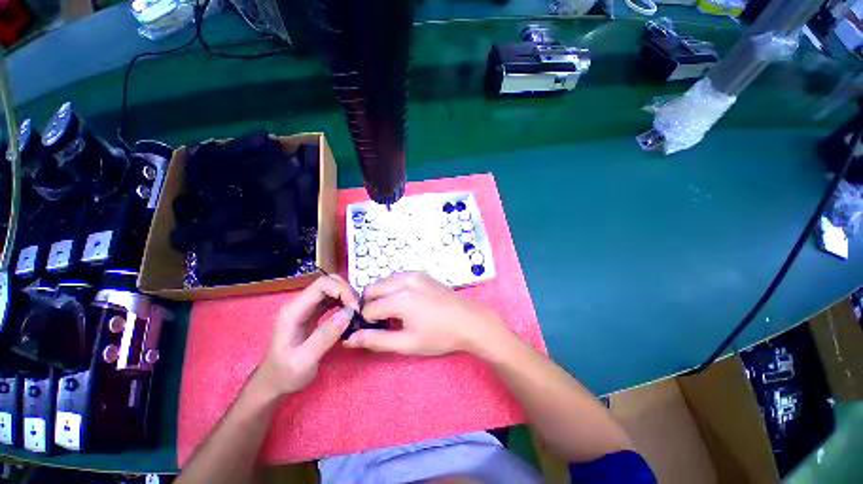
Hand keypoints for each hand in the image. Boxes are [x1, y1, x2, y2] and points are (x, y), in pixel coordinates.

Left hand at [253, 275, 360, 399]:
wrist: (273, 383)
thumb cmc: (285, 374)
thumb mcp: (304, 360)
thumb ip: (325, 336)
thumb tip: (349, 312)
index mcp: (294, 310)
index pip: (322, 284)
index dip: (342, 290)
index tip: (355, 309)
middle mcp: (300, 303)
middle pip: (329, 281)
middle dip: (347, 291)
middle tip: (358, 309)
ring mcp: (307, 307)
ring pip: (332, 288)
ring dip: (348, 296)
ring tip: (357, 312)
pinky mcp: (314, 313)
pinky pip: (333, 298)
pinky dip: (345, 302)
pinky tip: (350, 314)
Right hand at [344, 272, 503, 355]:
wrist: (470, 321)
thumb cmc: (440, 336)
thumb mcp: (407, 343)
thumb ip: (377, 340)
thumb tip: (349, 339)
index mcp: (400, 298)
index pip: (368, 309)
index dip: (368, 323)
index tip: (376, 332)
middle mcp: (405, 280)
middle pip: (372, 289)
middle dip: (370, 306)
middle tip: (383, 322)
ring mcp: (414, 274)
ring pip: (384, 282)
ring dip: (382, 296)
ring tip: (395, 314)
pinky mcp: (422, 274)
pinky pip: (398, 278)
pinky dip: (394, 289)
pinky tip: (406, 303)